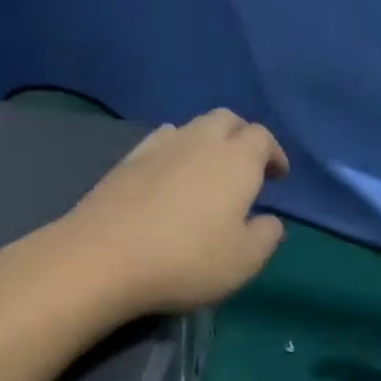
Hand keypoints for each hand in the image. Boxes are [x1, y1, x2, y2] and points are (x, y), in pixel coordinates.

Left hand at [59, 110, 289, 317]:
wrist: (103, 256)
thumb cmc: (185, 260)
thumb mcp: (242, 261)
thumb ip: (265, 236)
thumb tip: (270, 220)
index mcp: (235, 160)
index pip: (262, 137)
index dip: (273, 153)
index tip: (276, 176)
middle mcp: (198, 142)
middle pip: (226, 119)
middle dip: (241, 136)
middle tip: (245, 166)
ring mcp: (158, 147)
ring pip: (191, 126)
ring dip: (206, 140)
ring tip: (207, 170)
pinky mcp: (126, 161)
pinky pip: (159, 140)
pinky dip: (173, 148)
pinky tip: (168, 172)